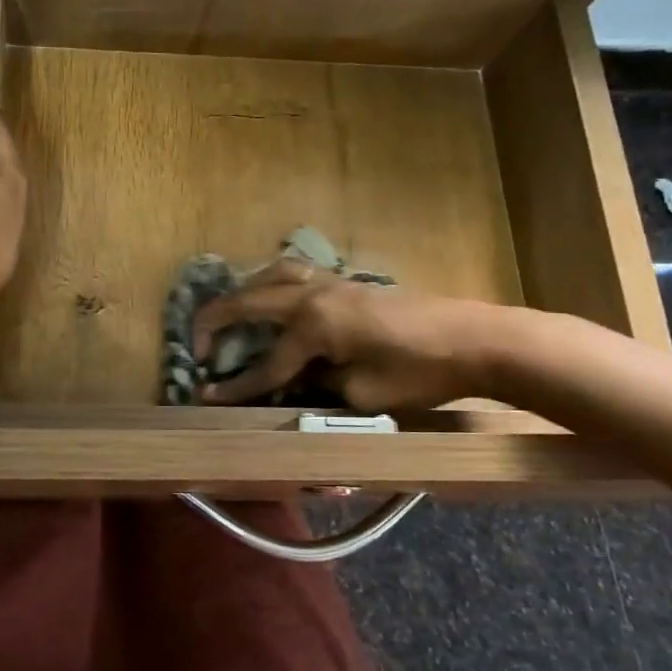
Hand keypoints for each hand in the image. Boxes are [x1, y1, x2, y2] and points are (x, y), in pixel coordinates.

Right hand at [192, 259, 510, 411]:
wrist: (474, 340)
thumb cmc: (419, 373)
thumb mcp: (363, 395)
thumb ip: (317, 387)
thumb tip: (292, 382)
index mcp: (313, 325)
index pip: (266, 364)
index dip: (235, 386)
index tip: (204, 397)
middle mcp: (312, 295)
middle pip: (251, 302)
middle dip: (218, 322)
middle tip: (197, 344)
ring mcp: (330, 283)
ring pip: (271, 275)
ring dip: (242, 293)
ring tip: (228, 313)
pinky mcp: (347, 283)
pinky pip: (294, 273)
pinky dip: (271, 282)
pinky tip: (272, 297)